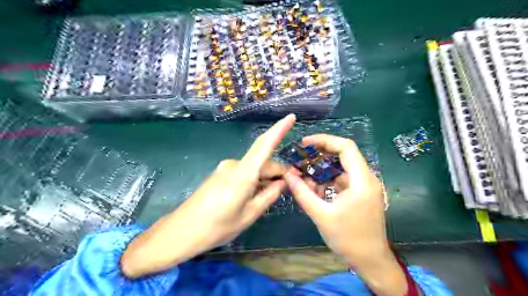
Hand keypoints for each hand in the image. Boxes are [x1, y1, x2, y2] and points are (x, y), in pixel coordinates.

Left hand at [122, 114, 296, 276]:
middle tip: (291, 186)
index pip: (264, 144)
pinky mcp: (220, 174)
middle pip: (263, 161)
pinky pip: (244, 172)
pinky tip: (257, 194)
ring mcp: (225, 168)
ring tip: (273, 193)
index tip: (291, 117)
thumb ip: (268, 196)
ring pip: (254, 168)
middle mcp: (234, 165)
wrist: (181, 231)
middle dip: (278, 171)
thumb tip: (283, 183)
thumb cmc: (217, 227)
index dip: (279, 129)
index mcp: (243, 174)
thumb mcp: (249, 215)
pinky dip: (255, 180)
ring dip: (266, 177)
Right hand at [285, 135, 407, 295]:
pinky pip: (342, 180)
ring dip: (322, 171)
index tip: (305, 143)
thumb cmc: (348, 239)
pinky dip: (328, 182)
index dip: (324, 140)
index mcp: (361, 180)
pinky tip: (315, 191)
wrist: (370, 261)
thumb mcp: (321, 215)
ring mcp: (365, 186)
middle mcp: (366, 178)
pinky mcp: (361, 194)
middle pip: (343, 155)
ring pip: (341, 168)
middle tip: (301, 158)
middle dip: (320, 155)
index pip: (346, 147)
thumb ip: (303, 193)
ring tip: (304, 178)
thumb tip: (287, 175)